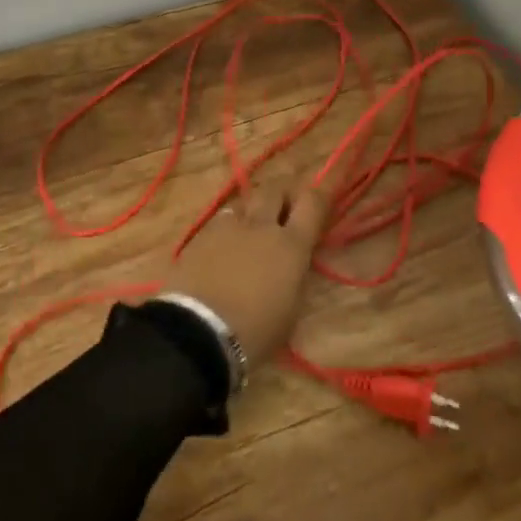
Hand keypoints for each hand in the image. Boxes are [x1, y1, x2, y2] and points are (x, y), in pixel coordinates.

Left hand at [164, 177, 327, 365]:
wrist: (198, 332)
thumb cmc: (254, 332)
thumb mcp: (291, 311)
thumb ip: (296, 276)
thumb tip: (295, 262)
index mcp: (291, 245)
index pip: (313, 202)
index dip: (320, 195)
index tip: (321, 199)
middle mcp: (262, 225)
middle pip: (276, 187)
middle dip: (284, 192)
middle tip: (286, 207)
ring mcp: (229, 225)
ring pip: (247, 199)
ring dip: (255, 208)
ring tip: (253, 226)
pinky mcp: (202, 233)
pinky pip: (223, 218)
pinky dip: (230, 224)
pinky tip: (226, 242)